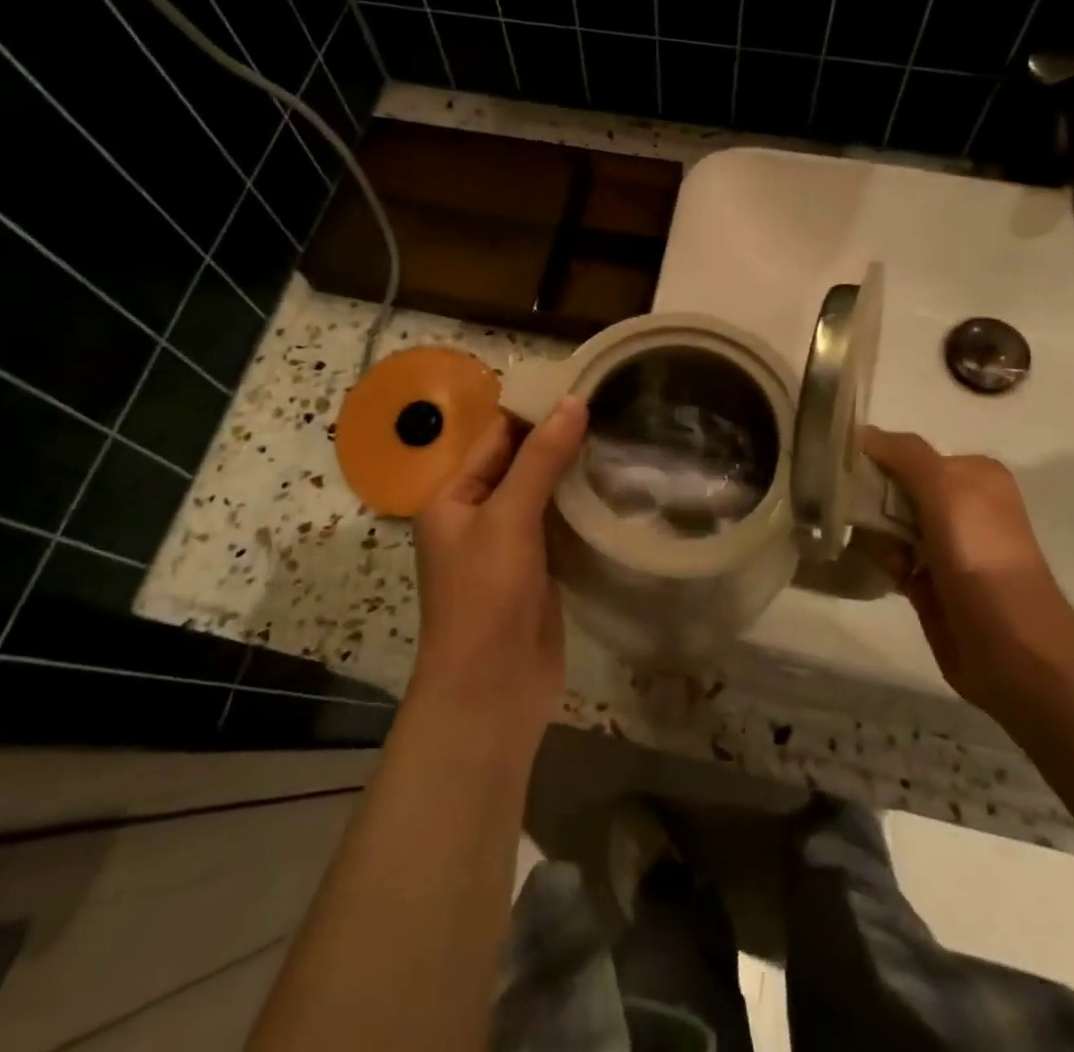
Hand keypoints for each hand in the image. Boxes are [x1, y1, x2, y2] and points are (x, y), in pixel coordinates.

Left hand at [410, 398, 587, 731]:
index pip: (496, 437)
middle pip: (520, 462)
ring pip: (543, 493)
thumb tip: (573, 402)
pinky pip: (559, 524)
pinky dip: (581, 505)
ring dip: (574, 470)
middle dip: (558, 437)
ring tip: (620, 434)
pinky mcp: (538, 569)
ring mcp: (509, 544)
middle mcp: (478, 514)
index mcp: (453, 496)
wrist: (491, 692)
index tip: (580, 381)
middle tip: (610, 404)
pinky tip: (615, 485)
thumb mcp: (508, 518)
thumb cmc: (486, 596)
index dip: (534, 409)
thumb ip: (539, 459)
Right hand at [861, 427, 1073, 712]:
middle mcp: (961, 504)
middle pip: (892, 487)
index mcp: (972, 474)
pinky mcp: (932, 581)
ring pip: (886, 524)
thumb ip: (904, 454)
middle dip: (873, 504)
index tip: (846, 477)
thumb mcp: (945, 489)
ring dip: (877, 538)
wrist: (1013, 649)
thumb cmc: (980, 557)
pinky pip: (890, 557)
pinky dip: (882, 563)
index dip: (874, 461)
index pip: (906, 452)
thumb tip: (860, 432)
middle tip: (867, 523)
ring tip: (890, 561)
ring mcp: (947, 545)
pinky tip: (888, 576)